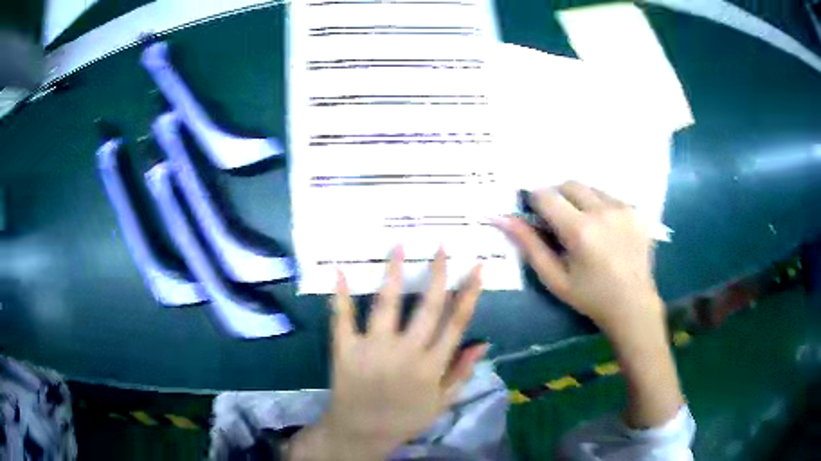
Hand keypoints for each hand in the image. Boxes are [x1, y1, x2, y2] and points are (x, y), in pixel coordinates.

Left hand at [288, 248, 486, 460]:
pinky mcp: (345, 350)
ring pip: (387, 304)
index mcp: (432, 366)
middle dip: (438, 274)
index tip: (476, 268)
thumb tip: (483, 342)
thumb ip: (462, 372)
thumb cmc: (405, 418)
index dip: (469, 294)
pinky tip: (341, 271)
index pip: (455, 323)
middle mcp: (406, 353)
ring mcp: (373, 350)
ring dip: (394, 273)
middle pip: (427, 307)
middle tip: (441, 246)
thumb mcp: (442, 402)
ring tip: (399, 246)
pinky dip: (341, 295)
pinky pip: (342, 319)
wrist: (361, 432)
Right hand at [495, 181, 661, 338]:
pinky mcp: (637, 211)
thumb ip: (529, 246)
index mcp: (580, 230)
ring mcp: (624, 208)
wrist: (632, 305)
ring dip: (581, 201)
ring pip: (591, 188)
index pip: (547, 196)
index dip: (536, 201)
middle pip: (569, 184)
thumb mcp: (554, 278)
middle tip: (560, 223)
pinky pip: (610, 197)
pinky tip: (606, 230)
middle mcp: (603, 211)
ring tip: (587, 228)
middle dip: (558, 197)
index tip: (536, 214)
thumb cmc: (589, 296)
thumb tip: (503, 219)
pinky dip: (601, 207)